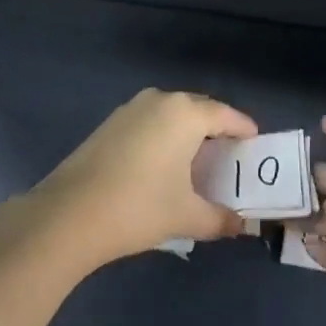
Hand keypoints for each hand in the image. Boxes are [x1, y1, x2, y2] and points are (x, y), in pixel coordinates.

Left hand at [24, 89, 256, 271]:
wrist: (70, 213)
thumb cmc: (139, 207)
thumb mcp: (186, 216)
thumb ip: (219, 218)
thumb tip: (241, 225)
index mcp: (185, 113)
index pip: (225, 115)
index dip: (243, 129)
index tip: (255, 143)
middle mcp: (161, 100)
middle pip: (199, 109)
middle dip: (216, 129)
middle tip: (230, 156)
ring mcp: (132, 108)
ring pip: (172, 114)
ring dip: (188, 132)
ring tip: (198, 161)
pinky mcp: (111, 122)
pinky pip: (150, 121)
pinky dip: (164, 136)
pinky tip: (164, 164)